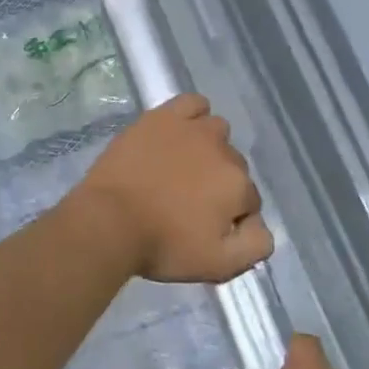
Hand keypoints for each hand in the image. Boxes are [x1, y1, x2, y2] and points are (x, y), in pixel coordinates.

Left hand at [67, 93, 272, 283]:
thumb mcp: (219, 265)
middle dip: (218, 184)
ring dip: (209, 149)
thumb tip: (261, 224)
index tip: (205, 228)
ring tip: (181, 169)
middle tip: (187, 203)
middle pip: (233, 167)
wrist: (108, 222)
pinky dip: (193, 116)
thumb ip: (256, 245)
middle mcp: (224, 152)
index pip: (249, 201)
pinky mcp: (163, 117)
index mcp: (239, 186)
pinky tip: (180, 132)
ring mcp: (193, 129)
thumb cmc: (162, 247)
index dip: (230, 217)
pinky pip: (193, 104)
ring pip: (217, 132)